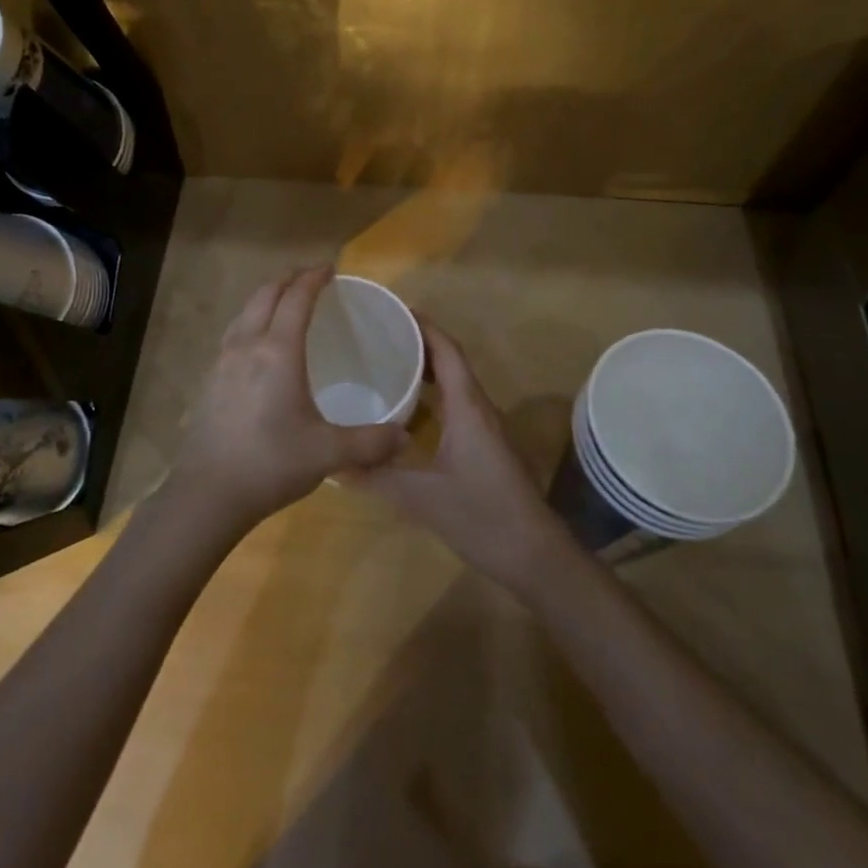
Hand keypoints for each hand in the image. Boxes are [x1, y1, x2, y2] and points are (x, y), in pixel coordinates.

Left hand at [170, 266, 410, 535]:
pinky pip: (233, 332)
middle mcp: (247, 345)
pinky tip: (258, 343)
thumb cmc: (271, 463)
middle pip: (266, 295)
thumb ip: (370, 442)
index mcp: (278, 351)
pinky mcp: (210, 379)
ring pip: (245, 311)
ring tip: (284, 302)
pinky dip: (251, 320)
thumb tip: (404, 438)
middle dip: (289, 279)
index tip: (330, 269)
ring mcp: (223, 361)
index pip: (296, 298)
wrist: (207, 492)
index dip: (313, 278)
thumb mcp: (328, 454)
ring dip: (266, 297)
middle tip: (311, 279)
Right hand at [356, 321, 574, 589]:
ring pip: (455, 384)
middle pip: (451, 361)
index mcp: (467, 407)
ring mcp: (485, 428)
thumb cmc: (482, 515)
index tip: (393, 311)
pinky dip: (433, 395)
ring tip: (389, 363)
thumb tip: (332, 464)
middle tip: (380, 335)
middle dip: (420, 343)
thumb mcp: (421, 497)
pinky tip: (408, 412)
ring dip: (428, 368)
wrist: (535, 556)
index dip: (423, 326)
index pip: (447, 351)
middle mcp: (479, 408)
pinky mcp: (485, 446)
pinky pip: (456, 404)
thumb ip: (377, 477)